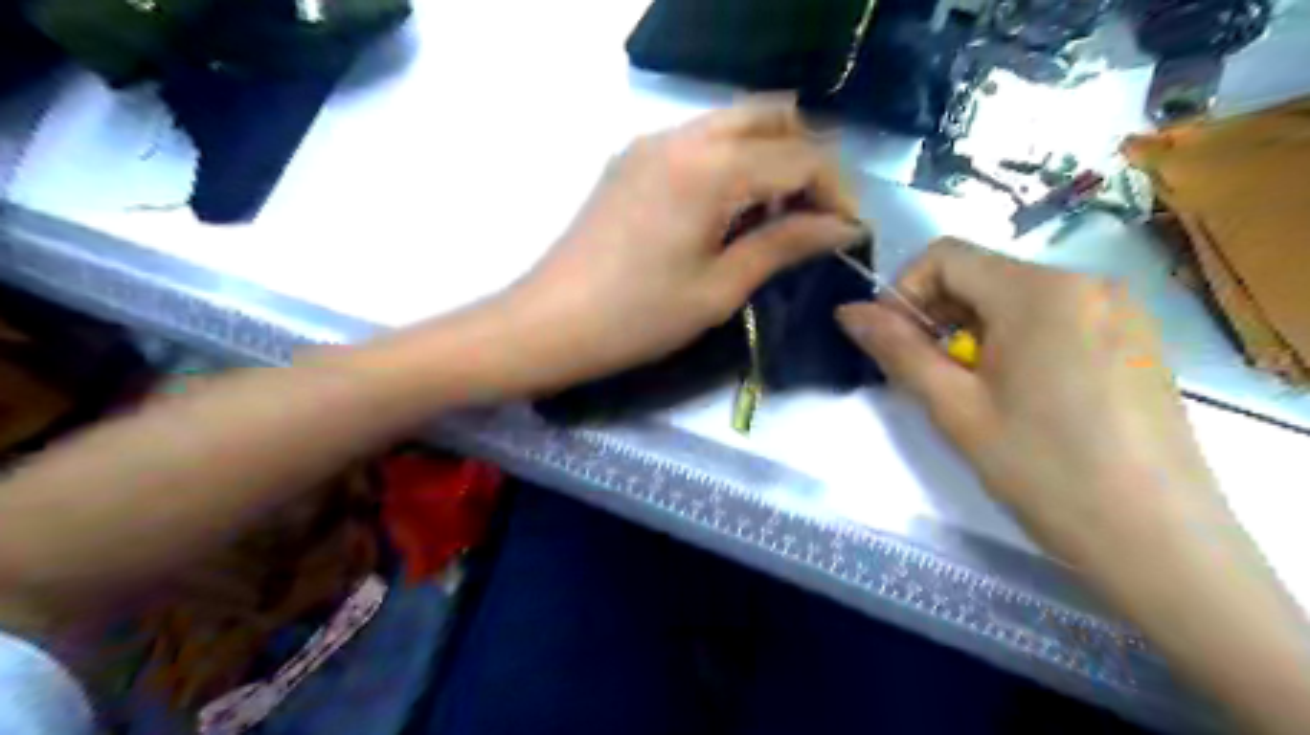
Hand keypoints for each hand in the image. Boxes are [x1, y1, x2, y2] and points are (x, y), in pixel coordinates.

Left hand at [500, 100, 860, 393]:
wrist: (549, 324)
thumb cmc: (638, 317)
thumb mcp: (719, 288)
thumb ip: (784, 244)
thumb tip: (842, 227)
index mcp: (709, 168)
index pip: (800, 156)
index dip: (837, 190)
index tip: (848, 232)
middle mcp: (681, 136)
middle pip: (771, 117)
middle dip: (808, 159)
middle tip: (817, 215)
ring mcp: (651, 143)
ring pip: (735, 124)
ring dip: (771, 158)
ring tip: (778, 218)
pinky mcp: (633, 160)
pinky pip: (701, 142)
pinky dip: (733, 163)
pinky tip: (732, 211)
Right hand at [840, 237, 1218, 555]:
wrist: (1160, 542)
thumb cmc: (1044, 471)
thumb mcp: (955, 409)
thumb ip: (897, 350)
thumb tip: (848, 310)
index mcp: (1038, 291)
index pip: (945, 255)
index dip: (905, 293)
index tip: (896, 345)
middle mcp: (1085, 282)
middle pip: (982, 275)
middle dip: (941, 317)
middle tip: (933, 378)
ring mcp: (1119, 309)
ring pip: (1016, 298)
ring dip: (976, 332)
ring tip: (977, 392)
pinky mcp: (1136, 338)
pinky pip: (1056, 318)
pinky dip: (1018, 342)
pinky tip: (1025, 397)